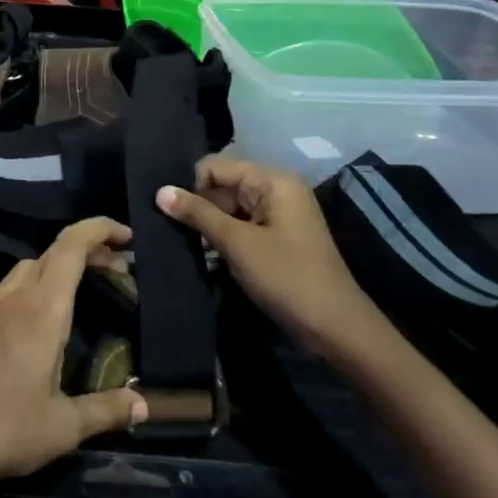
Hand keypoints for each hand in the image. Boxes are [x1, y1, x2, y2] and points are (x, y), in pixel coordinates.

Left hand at [0, 218, 147, 496]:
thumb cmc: (6, 428)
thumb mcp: (65, 426)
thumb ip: (106, 410)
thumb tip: (144, 405)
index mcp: (43, 309)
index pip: (71, 246)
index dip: (99, 229)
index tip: (127, 236)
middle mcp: (16, 296)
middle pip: (54, 252)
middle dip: (90, 250)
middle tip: (121, 271)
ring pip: (32, 265)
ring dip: (62, 265)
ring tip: (89, 289)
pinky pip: (14, 285)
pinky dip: (40, 282)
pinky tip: (47, 316)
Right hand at [156, 155, 384, 357]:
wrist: (337, 330)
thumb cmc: (287, 278)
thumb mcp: (237, 244)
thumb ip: (197, 214)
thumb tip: (160, 191)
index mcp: (272, 181)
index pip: (216, 167)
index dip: (190, 186)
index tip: (166, 210)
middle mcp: (276, 190)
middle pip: (222, 186)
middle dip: (197, 206)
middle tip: (167, 228)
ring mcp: (278, 215)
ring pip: (229, 209)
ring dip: (207, 225)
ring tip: (179, 241)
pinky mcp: (276, 238)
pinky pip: (241, 227)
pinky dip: (222, 238)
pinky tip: (202, 253)